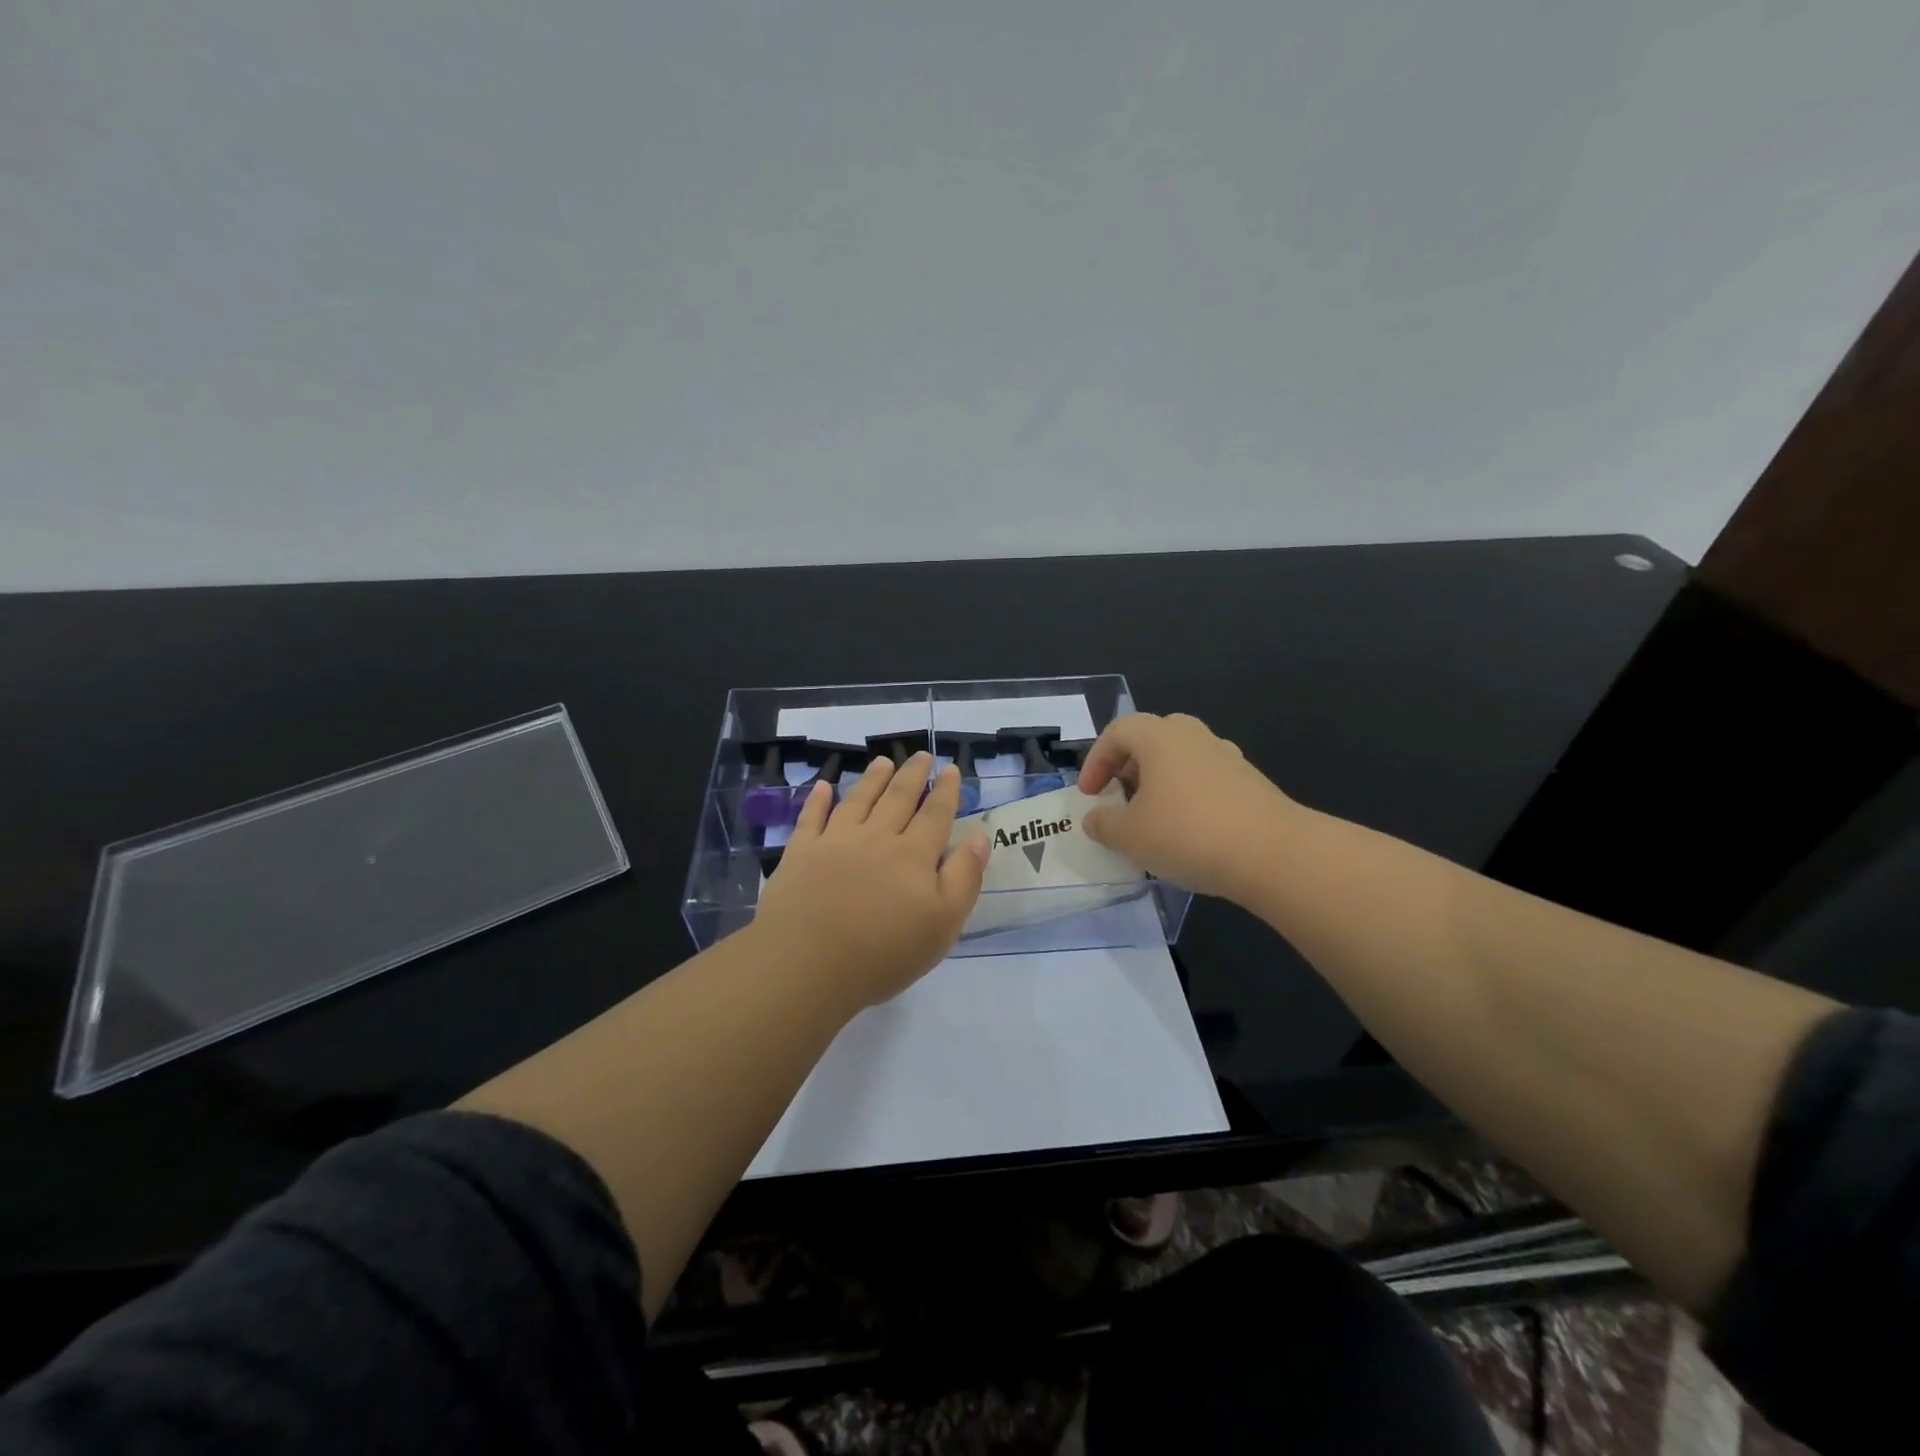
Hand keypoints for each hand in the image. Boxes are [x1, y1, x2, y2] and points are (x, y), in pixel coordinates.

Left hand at [754, 752, 991, 1011]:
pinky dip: (818, 800)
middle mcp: (876, 838)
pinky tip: (824, 787)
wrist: (808, 962)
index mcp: (913, 856)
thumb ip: (964, 877)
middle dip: (913, 775)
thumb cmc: (884, 952)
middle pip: (898, 799)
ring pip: (859, 800)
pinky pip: (811, 818)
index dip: (946, 791)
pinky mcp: (801, 854)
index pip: (935, 815)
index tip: (950, 769)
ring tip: (883, 761)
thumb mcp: (943, 923)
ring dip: (873, 778)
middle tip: (921, 754)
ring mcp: (835, 842)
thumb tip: (980, 836)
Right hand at [1078, 712, 1300, 900]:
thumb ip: (1104, 824)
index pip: (1117, 732)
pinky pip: (1206, 781)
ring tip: (1152, 818)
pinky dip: (1188, 797)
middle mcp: (1194, 737)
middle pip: (1152, 738)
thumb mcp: (1129, 836)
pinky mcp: (1251, 783)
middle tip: (1120, 796)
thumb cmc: (1187, 834)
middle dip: (1129, 766)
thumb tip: (1096, 818)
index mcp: (1159, 737)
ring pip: (1182, 759)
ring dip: (1160, 782)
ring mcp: (1227, 758)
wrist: (1273, 853)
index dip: (1095, 761)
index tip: (1089, 795)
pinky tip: (1188, 832)